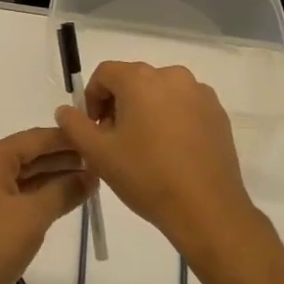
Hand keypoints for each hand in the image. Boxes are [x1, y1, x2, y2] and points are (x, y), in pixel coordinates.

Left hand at [0, 128, 90, 283]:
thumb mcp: (33, 216)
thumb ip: (63, 191)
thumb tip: (90, 176)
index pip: (35, 138)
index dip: (67, 139)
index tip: (96, 138)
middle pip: (29, 155)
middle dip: (62, 159)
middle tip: (99, 162)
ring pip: (24, 176)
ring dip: (53, 179)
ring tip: (89, 181)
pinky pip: (16, 195)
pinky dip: (39, 196)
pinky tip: (64, 200)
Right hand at [55, 62, 259, 260]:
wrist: (207, 209)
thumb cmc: (147, 176)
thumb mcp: (99, 153)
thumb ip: (74, 125)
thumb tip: (65, 110)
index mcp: (140, 79)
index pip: (105, 74)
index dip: (92, 99)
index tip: (94, 130)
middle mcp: (172, 75)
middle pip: (134, 81)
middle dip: (119, 105)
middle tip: (116, 141)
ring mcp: (199, 93)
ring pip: (161, 93)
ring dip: (147, 111)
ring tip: (145, 148)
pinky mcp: (218, 112)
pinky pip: (185, 106)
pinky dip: (173, 119)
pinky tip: (172, 152)